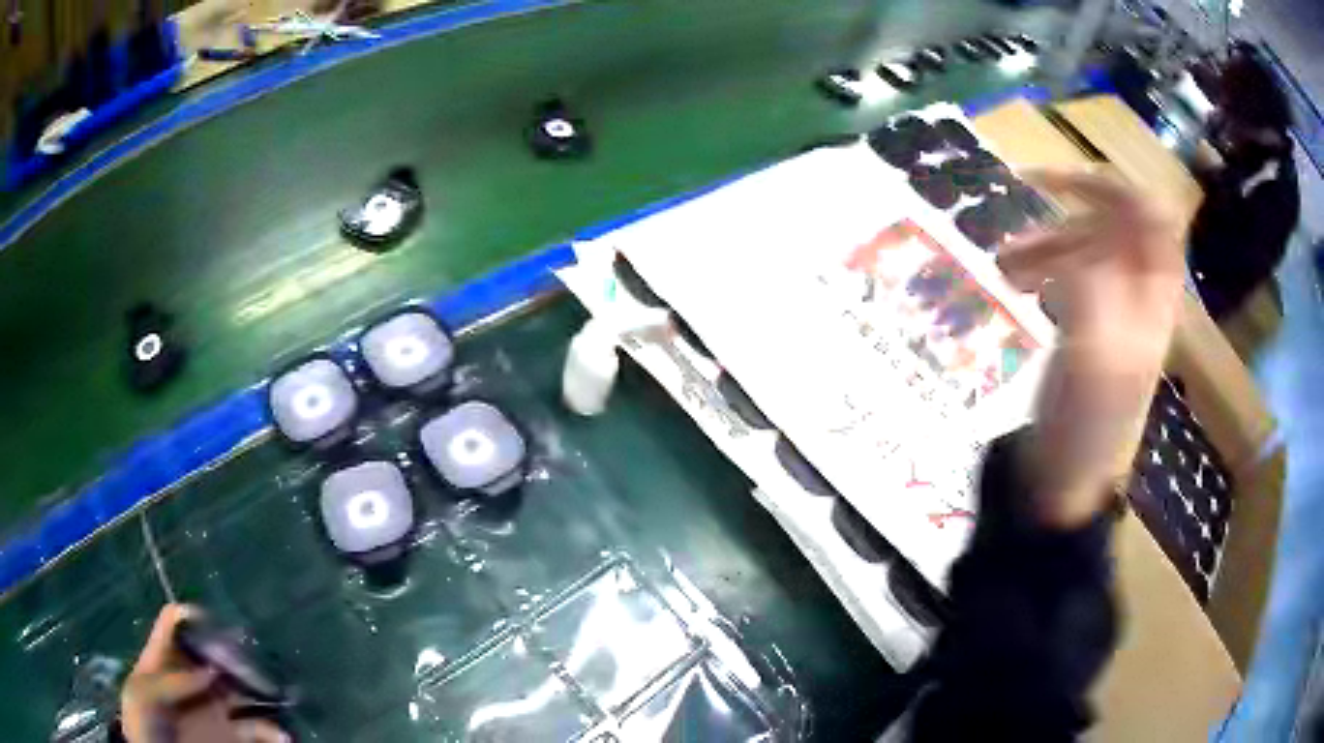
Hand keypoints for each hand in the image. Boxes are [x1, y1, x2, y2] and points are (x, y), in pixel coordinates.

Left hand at [121, 605, 287, 741]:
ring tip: (275, 693)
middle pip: (214, 655)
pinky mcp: (232, 738)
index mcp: (163, 662)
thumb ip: (174, 680)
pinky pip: (259, 731)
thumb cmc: (144, 723)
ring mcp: (213, 711)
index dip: (189, 614)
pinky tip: (282, 736)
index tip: (210, 617)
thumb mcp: (144, 693)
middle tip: (253, 655)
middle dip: (234, 652)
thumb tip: (211, 670)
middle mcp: (191, 682)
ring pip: (242, 691)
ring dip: (259, 689)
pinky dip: (274, 732)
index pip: (173, 625)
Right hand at [997, 168, 1184, 526]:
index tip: (1062, 186)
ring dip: (1043, 243)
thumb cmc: (1085, 424)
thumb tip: (1082, 231)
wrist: (1061, 478)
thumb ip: (1095, 283)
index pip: (1152, 215)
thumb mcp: (1095, 354)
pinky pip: (1068, 270)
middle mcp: (1139, 290)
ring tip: (1000, 263)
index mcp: (1155, 295)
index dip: (1113, 190)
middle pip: (1111, 225)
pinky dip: (1039, 265)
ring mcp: (1113, 304)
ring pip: (1084, 245)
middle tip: (1019, 219)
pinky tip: (1011, 279)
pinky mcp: (1088, 318)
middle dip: (1064, 219)